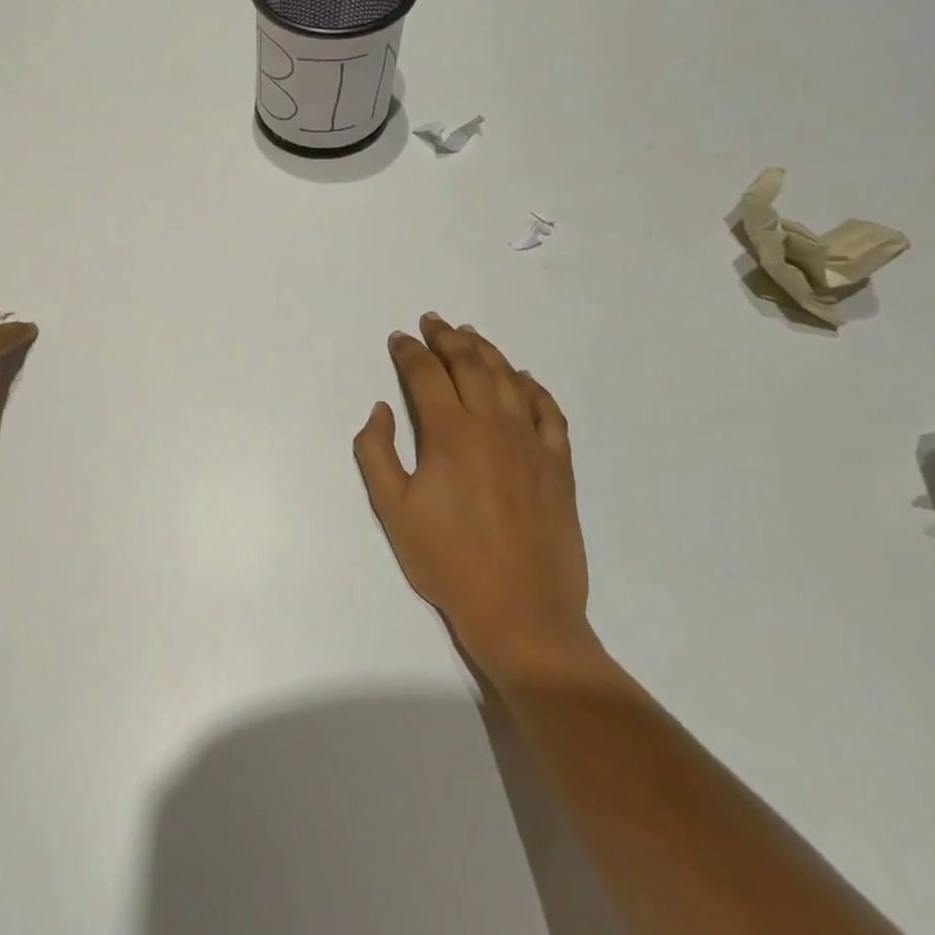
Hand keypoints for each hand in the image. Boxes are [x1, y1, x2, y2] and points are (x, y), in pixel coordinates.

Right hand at [353, 313, 594, 686]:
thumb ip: (376, 452)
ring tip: (469, 334)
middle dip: (447, 338)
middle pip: (469, 365)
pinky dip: (533, 387)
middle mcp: (492, 426)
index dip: (409, 352)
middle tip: (432, 322)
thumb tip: (381, 409)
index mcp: (449, 435)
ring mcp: (532, 443)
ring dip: (486, 350)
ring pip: (508, 379)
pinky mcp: (559, 464)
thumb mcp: (391, 509)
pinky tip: (522, 378)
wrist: (521, 612)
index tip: (398, 338)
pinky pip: (548, 411)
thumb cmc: (446, 561)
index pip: (426, 375)